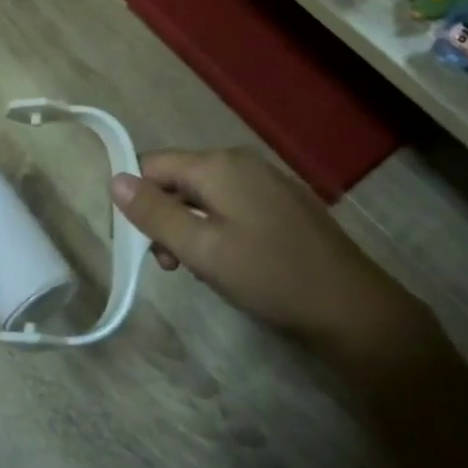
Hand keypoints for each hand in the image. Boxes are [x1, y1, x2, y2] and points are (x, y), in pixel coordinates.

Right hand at [110, 148, 437, 364]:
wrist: (352, 306)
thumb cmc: (270, 276)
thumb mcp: (201, 249)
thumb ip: (154, 213)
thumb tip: (114, 179)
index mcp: (218, 164)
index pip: (152, 165)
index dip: (138, 200)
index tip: (144, 243)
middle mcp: (240, 161)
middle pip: (179, 178)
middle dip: (165, 217)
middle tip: (173, 264)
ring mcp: (265, 179)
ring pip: (204, 194)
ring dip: (190, 226)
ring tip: (200, 268)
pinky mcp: (282, 201)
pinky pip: (231, 204)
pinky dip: (217, 227)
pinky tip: (231, 261)